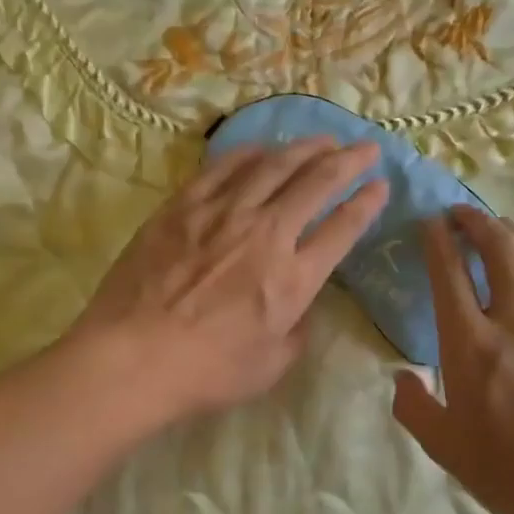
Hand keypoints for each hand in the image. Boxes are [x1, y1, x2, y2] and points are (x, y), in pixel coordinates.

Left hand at [71, 138, 387, 428]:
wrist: (134, 357)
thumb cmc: (207, 373)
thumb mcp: (271, 366)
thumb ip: (296, 329)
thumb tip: (300, 304)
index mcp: (294, 278)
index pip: (343, 228)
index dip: (367, 203)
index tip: (380, 186)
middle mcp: (267, 234)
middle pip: (317, 183)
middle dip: (349, 161)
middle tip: (365, 148)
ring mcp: (223, 214)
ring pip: (273, 165)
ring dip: (305, 148)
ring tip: (323, 140)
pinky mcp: (183, 206)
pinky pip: (223, 167)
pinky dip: (249, 153)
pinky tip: (262, 148)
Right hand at [392, 206, 513, 513]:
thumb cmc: (510, 474)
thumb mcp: (443, 448)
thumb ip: (414, 407)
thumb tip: (404, 378)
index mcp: (471, 344)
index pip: (449, 273)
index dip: (438, 240)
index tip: (431, 223)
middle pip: (499, 249)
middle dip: (476, 222)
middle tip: (463, 214)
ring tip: (503, 231)